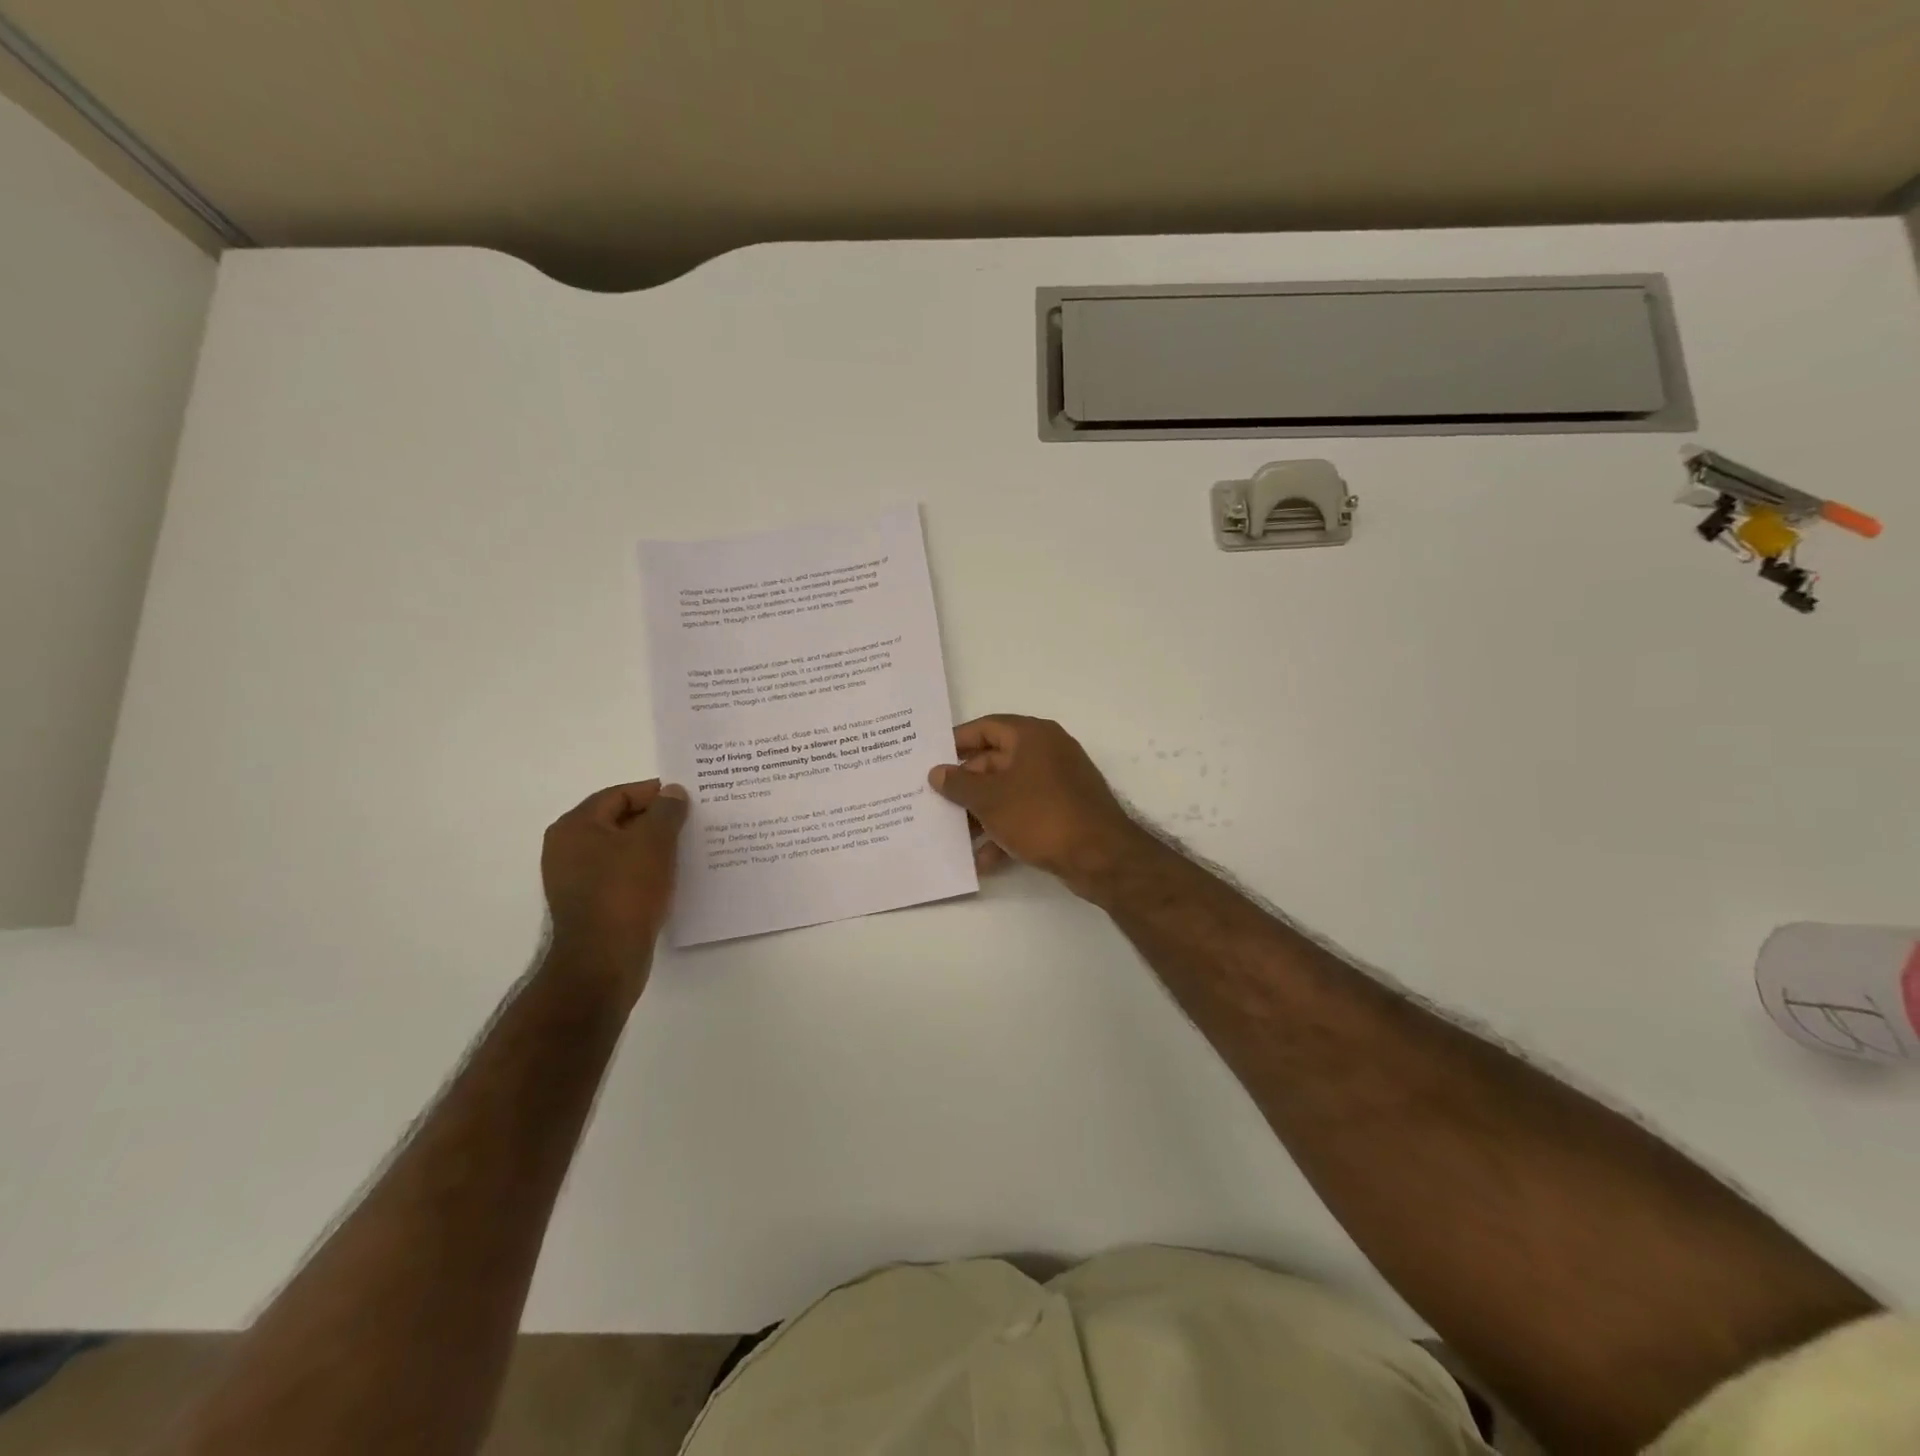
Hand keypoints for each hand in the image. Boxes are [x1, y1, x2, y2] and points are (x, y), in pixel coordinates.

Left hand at [541, 780, 687, 989]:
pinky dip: (644, 870)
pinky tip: (671, 876)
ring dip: (652, 846)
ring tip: (687, 848)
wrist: (604, 961)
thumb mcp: (654, 842)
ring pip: (621, 849)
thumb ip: (666, 811)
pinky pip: (621, 875)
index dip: (656, 793)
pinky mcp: (588, 904)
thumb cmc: (626, 892)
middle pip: (619, 820)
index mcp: (576, 827)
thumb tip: (672, 792)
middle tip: (692, 821)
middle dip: (656, 819)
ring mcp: (575, 878)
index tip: (689, 799)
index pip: (620, 794)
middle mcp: (567, 848)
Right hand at [928, 715, 1148, 897]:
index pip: (986, 727)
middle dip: (965, 786)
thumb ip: (959, 784)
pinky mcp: (1064, 813)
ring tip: (953, 837)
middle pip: (995, 762)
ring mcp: (1058, 784)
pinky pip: (1025, 815)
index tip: (930, 758)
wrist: (1100, 856)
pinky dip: (1004, 832)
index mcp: (1032, 736)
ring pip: (1008, 792)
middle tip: (935, 803)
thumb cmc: (1041, 815)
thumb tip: (937, 772)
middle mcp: (1047, 752)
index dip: (956, 742)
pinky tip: (983, 860)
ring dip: (981, 814)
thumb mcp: (990, 799)